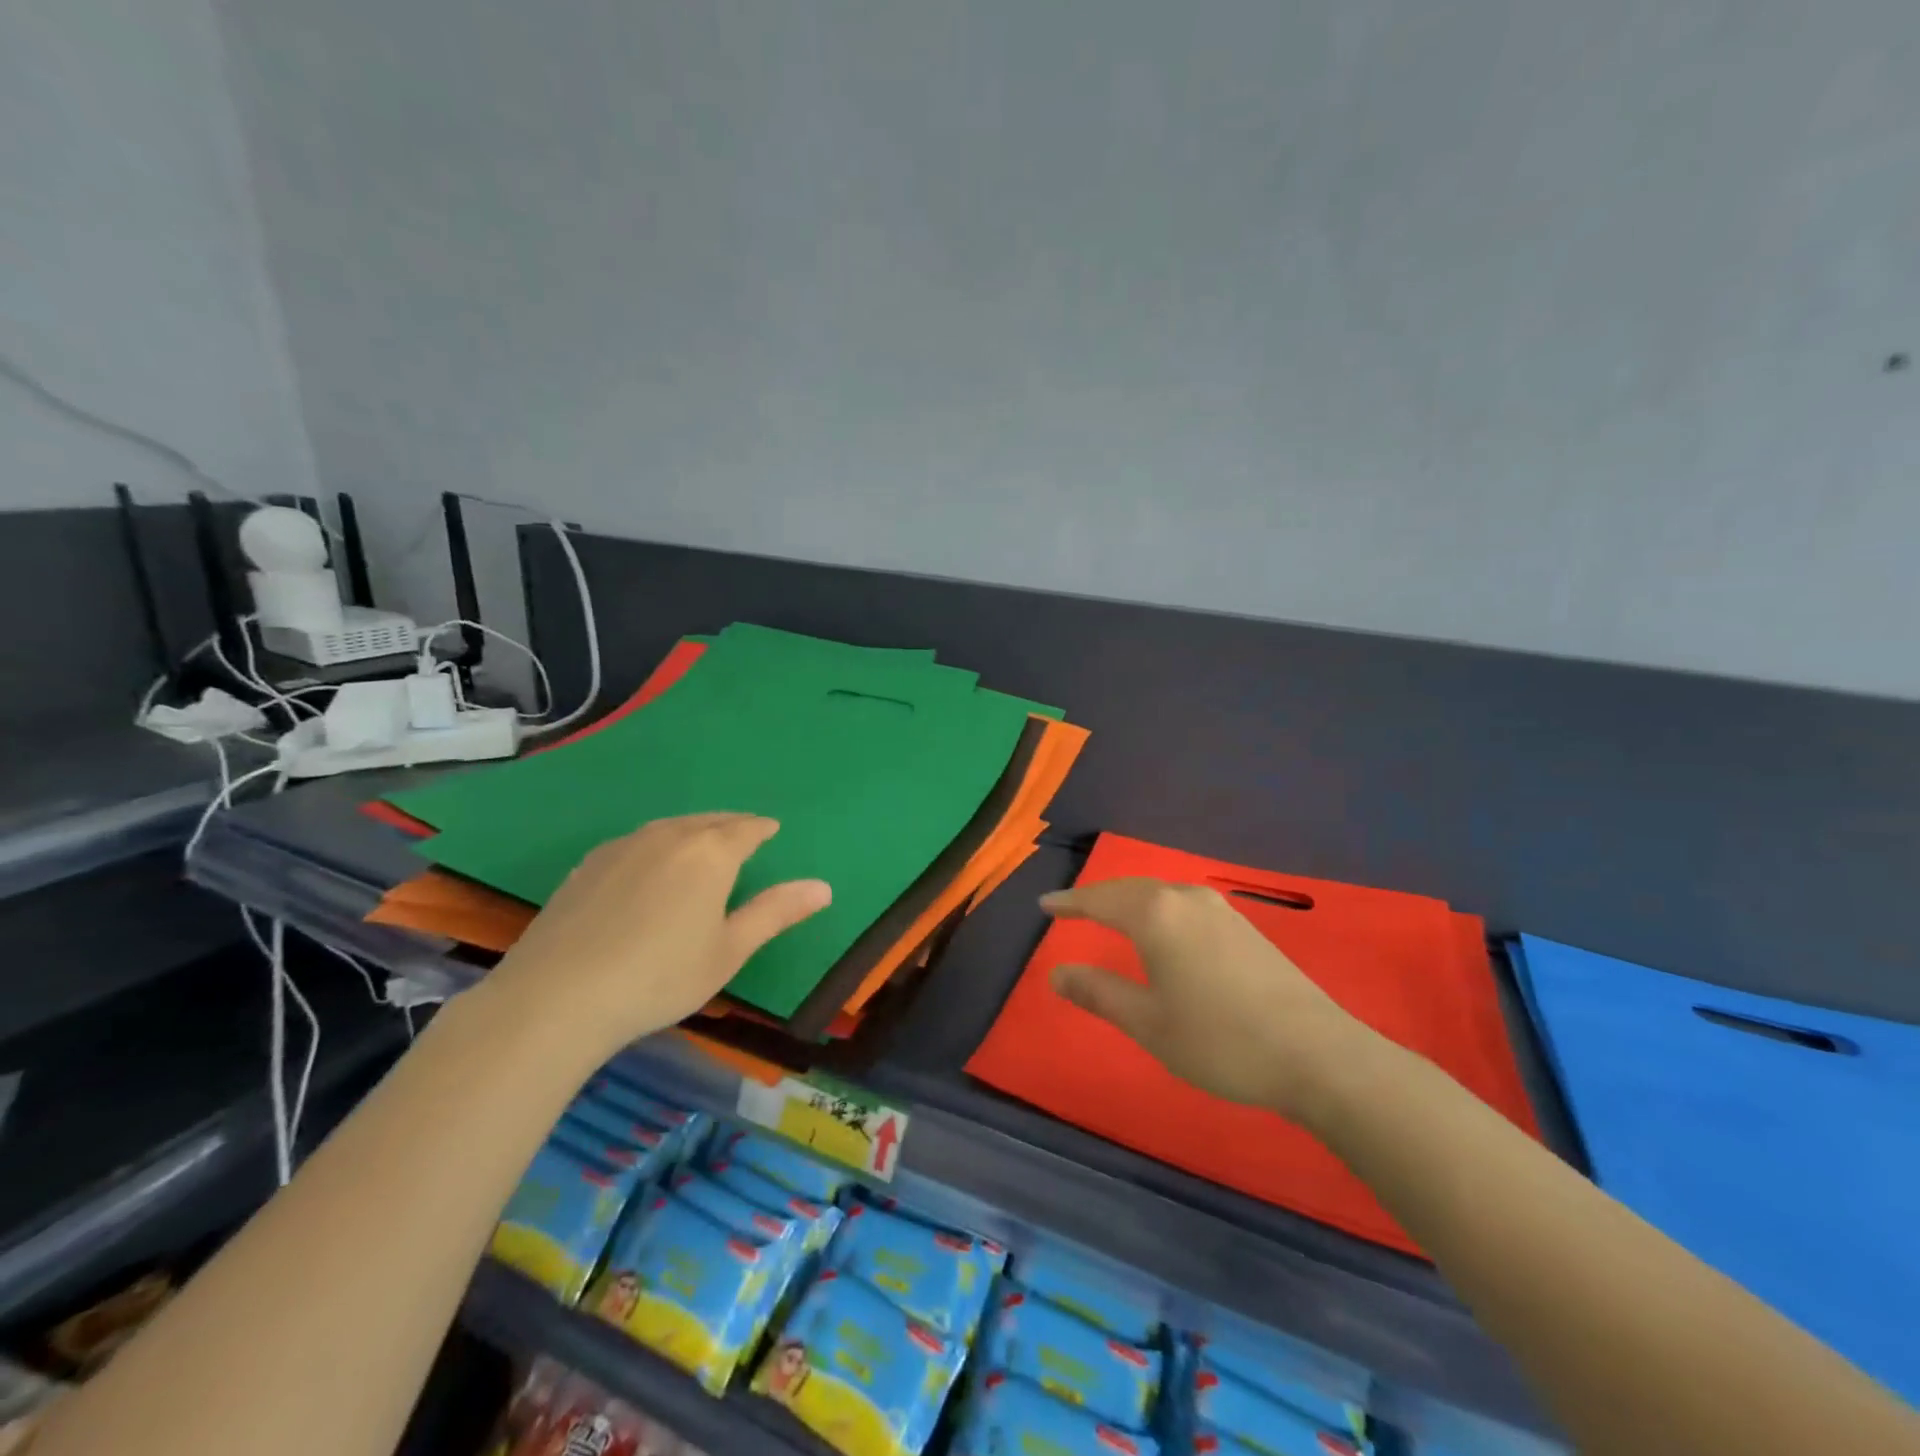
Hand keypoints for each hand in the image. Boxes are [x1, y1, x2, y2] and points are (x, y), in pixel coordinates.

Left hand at [484, 813, 829, 1056]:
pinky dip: (658, 845)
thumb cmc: (659, 976)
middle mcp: (669, 836)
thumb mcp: (729, 951)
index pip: (746, 829)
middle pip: (709, 821)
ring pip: (671, 827)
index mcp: (710, 853)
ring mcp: (623, 846)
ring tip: (702, 846)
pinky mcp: (588, 864)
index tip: (771, 830)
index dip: (762, 829)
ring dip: (693, 831)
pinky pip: (638, 841)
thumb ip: (775, 913)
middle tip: (744, 834)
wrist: (556, 997)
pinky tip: (650, 867)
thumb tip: (823, 887)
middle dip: (731, 826)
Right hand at [1043, 878, 1384, 1125]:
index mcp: (1156, 916)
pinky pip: (1184, 904)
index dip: (1070, 903)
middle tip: (1071, 907)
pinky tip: (1162, 929)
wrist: (1318, 1054)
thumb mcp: (1149, 1024)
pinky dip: (1158, 909)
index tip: (1044, 904)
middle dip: (1098, 897)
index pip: (1100, 900)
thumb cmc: (1220, 1040)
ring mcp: (1220, 911)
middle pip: (1130, 889)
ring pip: (1160, 893)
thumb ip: (1100, 993)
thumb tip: (1056, 973)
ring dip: (1130, 900)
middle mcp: (1186, 900)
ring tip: (1110, 914)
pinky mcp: (1245, 927)